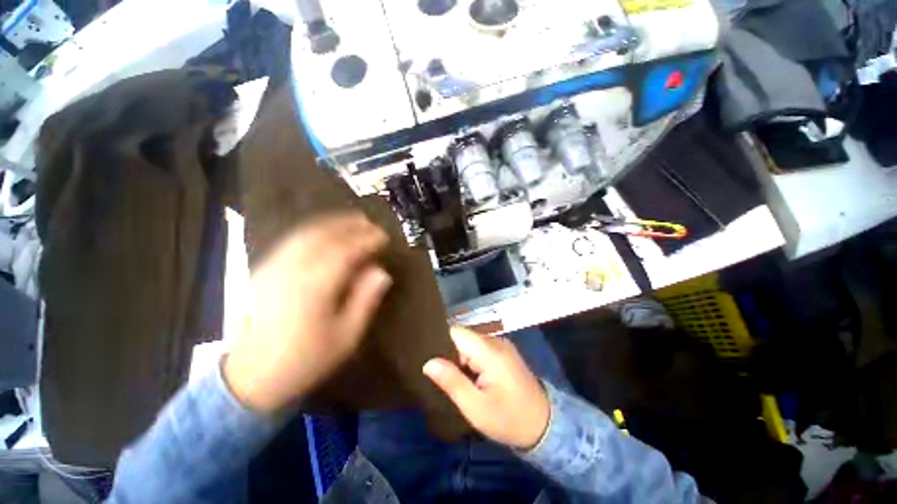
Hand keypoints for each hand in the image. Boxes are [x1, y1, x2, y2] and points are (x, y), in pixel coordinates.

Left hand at [224, 212, 391, 414]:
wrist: (250, 377)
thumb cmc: (306, 359)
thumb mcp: (346, 336)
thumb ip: (365, 300)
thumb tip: (382, 272)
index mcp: (316, 286)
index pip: (347, 251)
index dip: (368, 240)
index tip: (384, 237)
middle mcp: (293, 270)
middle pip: (325, 235)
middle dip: (351, 225)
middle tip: (371, 224)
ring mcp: (275, 267)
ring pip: (306, 233)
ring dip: (332, 223)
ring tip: (353, 221)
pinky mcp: (265, 270)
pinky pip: (292, 241)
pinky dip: (313, 231)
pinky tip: (325, 233)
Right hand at [423, 327, 550, 450]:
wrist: (544, 426)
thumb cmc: (508, 419)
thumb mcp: (475, 407)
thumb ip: (452, 381)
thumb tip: (428, 363)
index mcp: (489, 351)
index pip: (457, 332)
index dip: (441, 342)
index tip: (428, 356)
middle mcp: (495, 341)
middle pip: (463, 337)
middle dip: (450, 353)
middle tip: (440, 375)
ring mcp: (502, 346)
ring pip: (471, 343)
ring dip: (460, 358)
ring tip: (452, 377)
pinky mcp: (504, 352)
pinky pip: (480, 349)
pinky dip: (471, 360)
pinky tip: (469, 376)